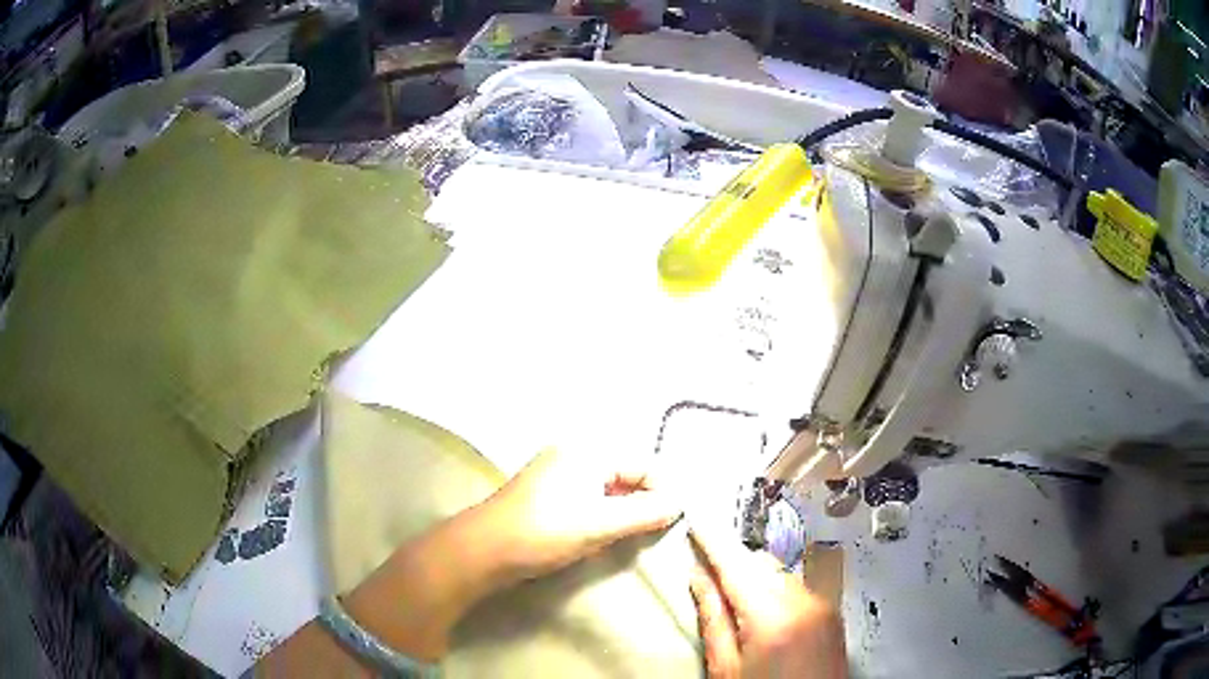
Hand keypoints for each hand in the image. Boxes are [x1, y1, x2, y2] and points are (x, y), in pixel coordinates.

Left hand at [475, 446, 682, 584]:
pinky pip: (589, 498)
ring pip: (608, 488)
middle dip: (643, 502)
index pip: (643, 464)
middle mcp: (574, 454)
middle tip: (654, 531)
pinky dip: (603, 514)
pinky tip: (602, 535)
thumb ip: (645, 512)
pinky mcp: (548, 494)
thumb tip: (679, 503)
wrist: (484, 551)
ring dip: (623, 511)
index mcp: (587, 451)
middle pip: (626, 474)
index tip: (674, 521)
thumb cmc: (544, 532)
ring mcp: (558, 473)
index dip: (662, 491)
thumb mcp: (600, 524)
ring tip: (629, 536)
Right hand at [689, 528, 846, 678]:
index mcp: (771, 616)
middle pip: (762, 563)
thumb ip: (713, 618)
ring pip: (780, 573)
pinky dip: (777, 591)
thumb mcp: (726, 667)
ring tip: (737, 604)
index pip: (736, 565)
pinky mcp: (831, 612)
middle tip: (710, 579)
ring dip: (756, 578)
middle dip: (735, 565)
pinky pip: (798, 587)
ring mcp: (822, 605)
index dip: (714, 542)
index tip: (697, 523)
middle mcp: (804, 601)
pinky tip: (765, 616)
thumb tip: (698, 578)